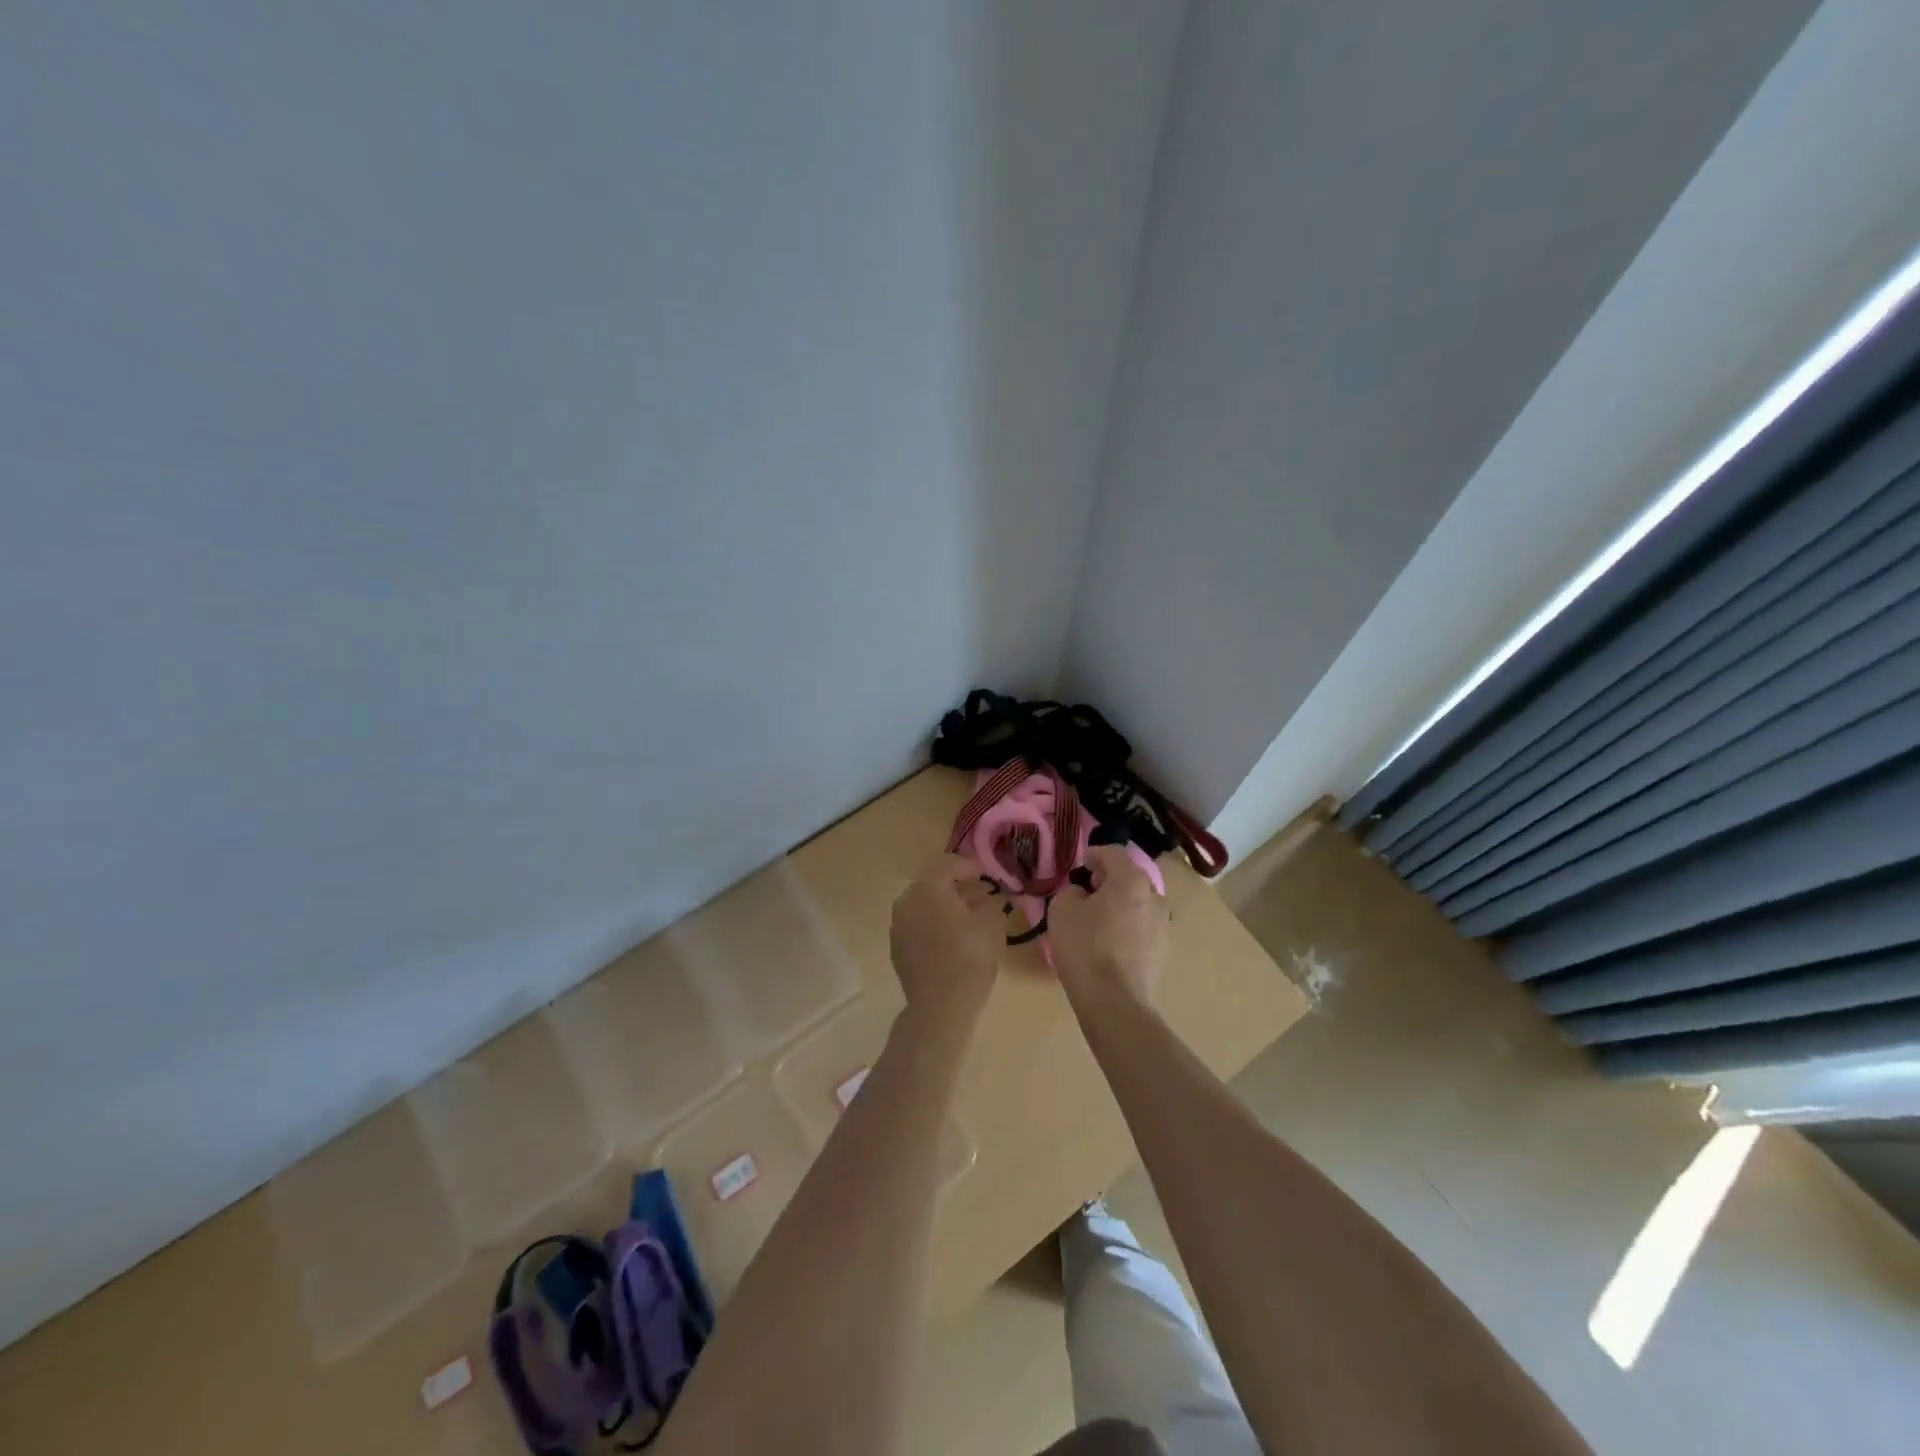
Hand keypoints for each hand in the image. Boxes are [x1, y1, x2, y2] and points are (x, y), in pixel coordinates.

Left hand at [889, 855, 1004, 1030]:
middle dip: (956, 886)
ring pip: (923, 905)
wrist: (940, 1005)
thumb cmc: (969, 957)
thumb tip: (985, 901)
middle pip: (933, 883)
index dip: (970, 866)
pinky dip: (933, 924)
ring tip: (967, 918)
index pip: (949, 864)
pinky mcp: (897, 947)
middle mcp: (907, 900)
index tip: (986, 876)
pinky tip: (951, 938)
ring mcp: (897, 925)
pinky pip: (917, 925)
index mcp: (928, 887)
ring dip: (944, 906)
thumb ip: (990, 904)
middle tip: (978, 895)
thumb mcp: (992, 924)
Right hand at [1049, 844, 1167, 1008]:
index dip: (1093, 855)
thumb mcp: (1062, 910)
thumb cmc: (1085, 948)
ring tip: (1096, 920)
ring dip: (1119, 904)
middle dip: (1107, 880)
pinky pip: (1141, 926)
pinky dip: (1126, 926)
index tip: (1079, 865)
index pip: (1112, 853)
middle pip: (1129, 878)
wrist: (1114, 1002)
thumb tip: (1082, 894)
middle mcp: (1154, 896)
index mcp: (1131, 880)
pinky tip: (1108, 943)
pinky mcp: (1163, 949)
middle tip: (1086, 892)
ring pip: (1137, 903)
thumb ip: (1071, 891)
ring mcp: (1163, 924)